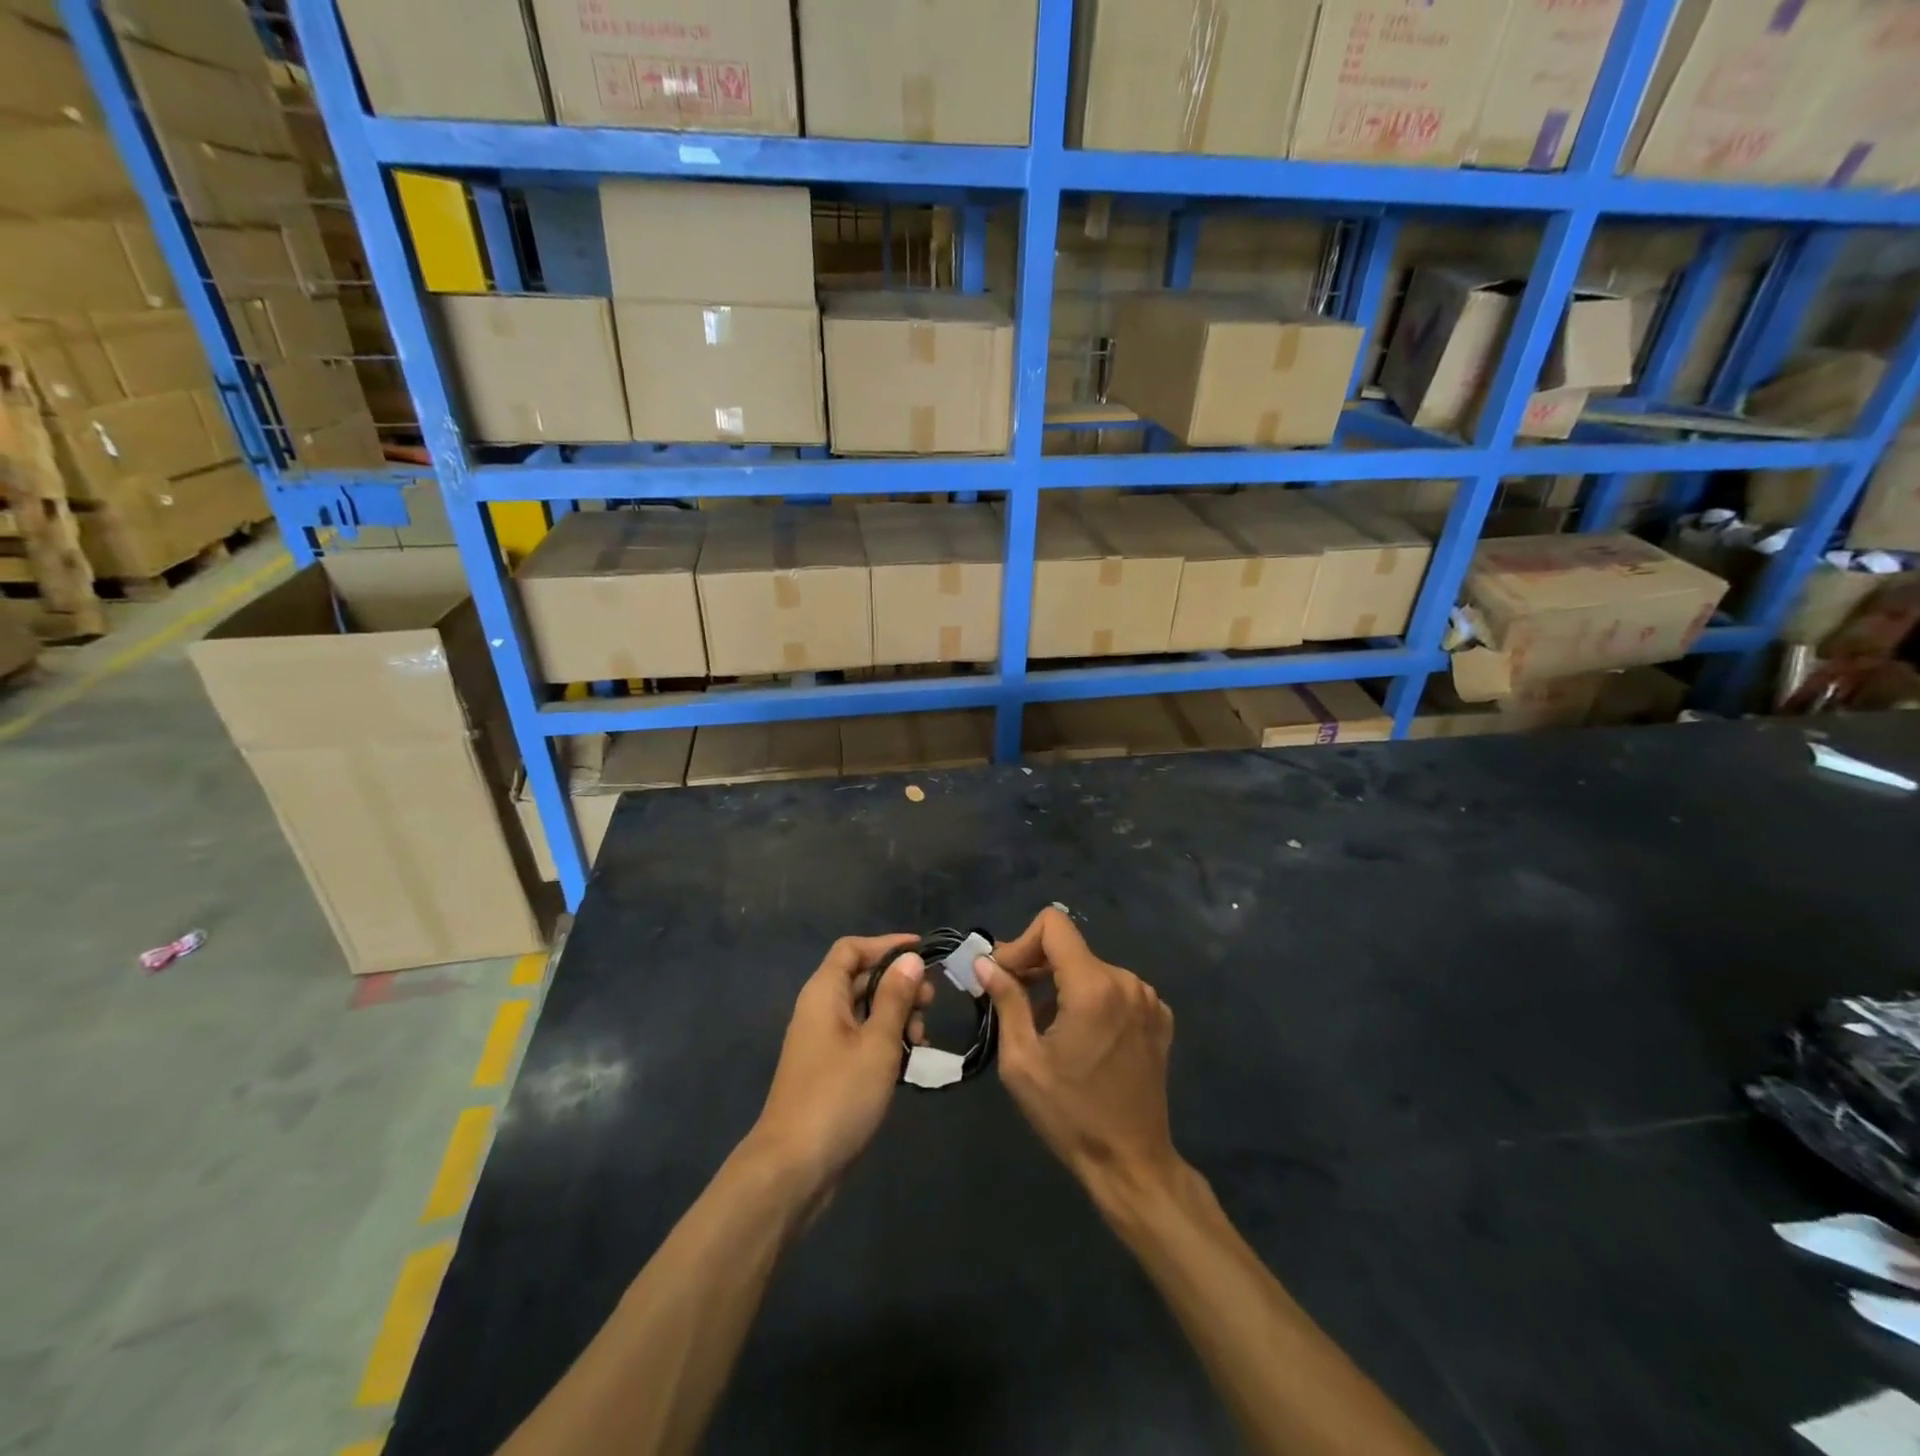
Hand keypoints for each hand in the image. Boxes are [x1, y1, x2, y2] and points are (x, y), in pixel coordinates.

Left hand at [749, 935, 934, 1194]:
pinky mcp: (829, 1070)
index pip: (852, 949)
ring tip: (922, 1037)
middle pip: (861, 978)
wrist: (794, 1167)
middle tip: (931, 1002)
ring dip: (896, 1015)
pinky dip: (886, 1040)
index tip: (923, 952)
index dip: (886, 945)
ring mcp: (823, 1042)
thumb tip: (910, 958)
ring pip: (864, 1010)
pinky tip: (909, 1059)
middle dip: (898, 983)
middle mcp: (820, 1010)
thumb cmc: (839, 1096)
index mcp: (824, 994)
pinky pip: (861, 1038)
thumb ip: (895, 998)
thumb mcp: (878, 1043)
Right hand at [977, 908, 1179, 1199]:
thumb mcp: (1022, 1061)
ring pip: (1091, 968)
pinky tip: (1082, 1037)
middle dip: (1036, 966)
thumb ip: (1006, 1000)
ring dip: (1062, 985)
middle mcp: (1126, 980)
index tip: (1006, 978)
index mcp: (1093, 986)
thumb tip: (985, 962)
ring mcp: (1148, 998)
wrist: (1131, 1162)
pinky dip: (1091, 999)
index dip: (1021, 943)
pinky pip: (1115, 988)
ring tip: (1046, 1026)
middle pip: (1070, 947)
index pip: (1053, 925)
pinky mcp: (1159, 1017)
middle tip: (1012, 999)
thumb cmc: (1070, 1115)